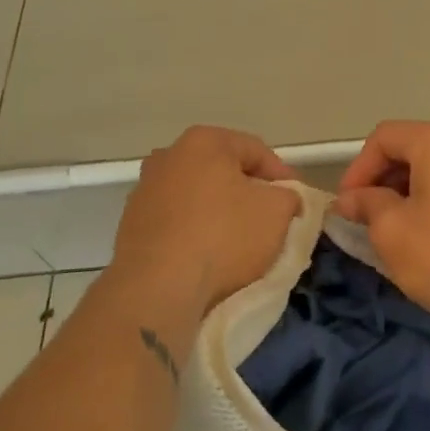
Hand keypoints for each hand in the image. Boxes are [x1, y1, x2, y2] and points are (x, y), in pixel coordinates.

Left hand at [112, 126, 301, 313]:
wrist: (158, 289)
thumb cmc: (224, 237)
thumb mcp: (277, 211)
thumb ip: (290, 196)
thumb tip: (286, 198)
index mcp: (203, 141)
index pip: (257, 151)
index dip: (284, 177)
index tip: (298, 203)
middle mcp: (168, 156)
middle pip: (224, 171)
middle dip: (249, 192)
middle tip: (272, 218)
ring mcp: (145, 190)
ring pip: (199, 197)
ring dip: (221, 213)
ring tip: (242, 242)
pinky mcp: (131, 225)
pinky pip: (177, 222)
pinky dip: (196, 232)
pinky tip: (210, 256)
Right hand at [335, 120, 429, 329]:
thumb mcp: (390, 229)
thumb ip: (366, 204)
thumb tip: (349, 199)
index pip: (383, 138)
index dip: (357, 169)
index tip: (345, 206)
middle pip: (408, 148)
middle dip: (379, 180)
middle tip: (360, 218)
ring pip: (429, 169)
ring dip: (401, 193)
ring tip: (384, 229)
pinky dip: (426, 201)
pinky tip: (415, 235)